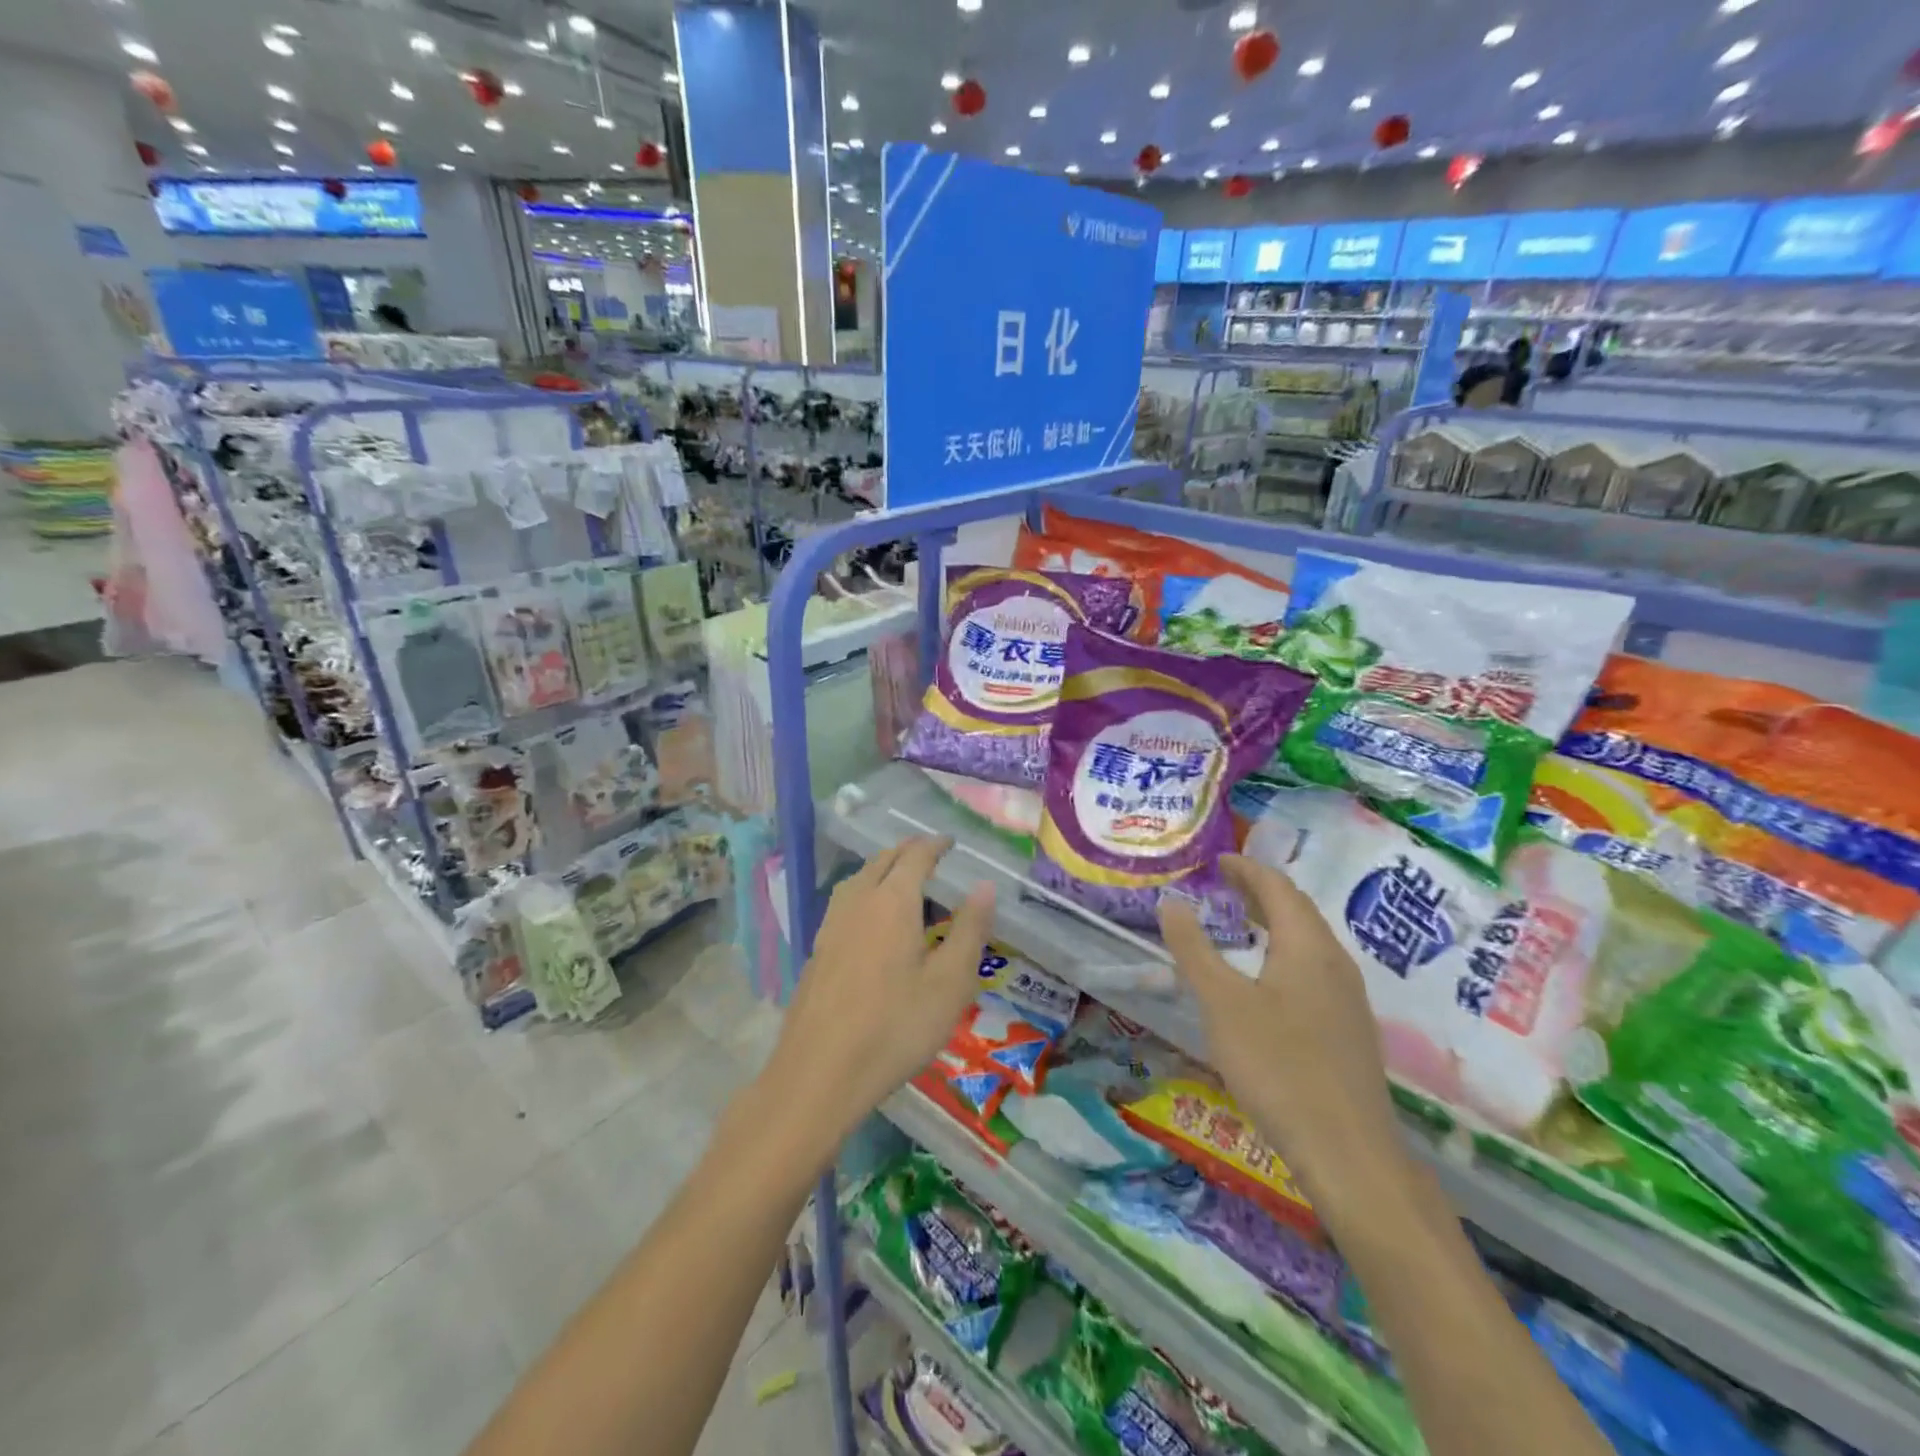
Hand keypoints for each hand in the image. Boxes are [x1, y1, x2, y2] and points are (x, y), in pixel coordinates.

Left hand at [760, 836, 994, 1144]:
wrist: (820, 1072)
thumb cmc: (896, 1026)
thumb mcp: (950, 983)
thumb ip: (970, 930)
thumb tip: (986, 886)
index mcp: (893, 901)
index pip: (915, 856)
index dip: (935, 845)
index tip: (951, 842)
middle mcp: (858, 901)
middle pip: (882, 861)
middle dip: (908, 851)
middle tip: (931, 854)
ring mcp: (831, 925)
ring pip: (859, 879)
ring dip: (883, 869)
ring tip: (902, 880)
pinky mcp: (817, 950)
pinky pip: (845, 902)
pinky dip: (865, 893)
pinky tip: (872, 920)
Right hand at [1158, 854, 1408, 1219]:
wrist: (1348, 1153)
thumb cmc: (1278, 1066)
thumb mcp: (1222, 1003)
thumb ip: (1194, 949)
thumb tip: (1172, 902)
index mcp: (1308, 947)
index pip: (1278, 888)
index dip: (1247, 869)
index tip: (1217, 860)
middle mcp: (1335, 964)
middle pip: (1298, 912)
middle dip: (1260, 893)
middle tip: (1223, 886)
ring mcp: (1348, 1000)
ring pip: (1308, 944)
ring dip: (1273, 924)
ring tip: (1238, 926)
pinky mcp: (1348, 1032)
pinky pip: (1312, 972)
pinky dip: (1282, 955)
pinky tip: (1264, 983)